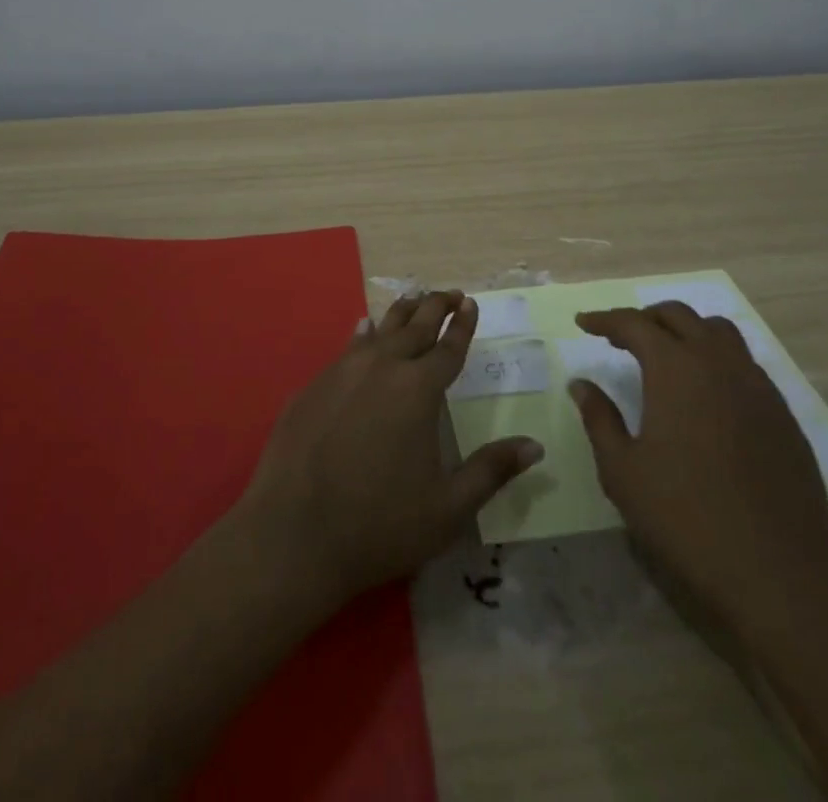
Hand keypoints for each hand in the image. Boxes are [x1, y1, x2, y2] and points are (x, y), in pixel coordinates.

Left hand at [234, 291, 544, 610]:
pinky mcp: (314, 384)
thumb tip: (534, 445)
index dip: (463, 325)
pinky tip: (365, 327)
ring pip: (380, 329)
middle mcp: (383, 368)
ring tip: (415, 300)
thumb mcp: (448, 508)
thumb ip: (492, 471)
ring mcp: (343, 371)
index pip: (448, 348)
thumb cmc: (379, 525)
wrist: (293, 533)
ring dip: (402, 313)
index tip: (471, 303)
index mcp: (418, 391)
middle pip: (415, 327)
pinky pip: (348, 347)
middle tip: (450, 293)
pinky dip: (365, 333)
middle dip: (436, 306)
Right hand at [569, 303, 827, 626]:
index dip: (605, 319)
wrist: (780, 571)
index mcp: (675, 369)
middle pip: (679, 316)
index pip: (634, 324)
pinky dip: (716, 360)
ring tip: (666, 356)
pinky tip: (706, 395)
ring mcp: (757, 386)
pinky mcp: (782, 414)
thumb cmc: (686, 517)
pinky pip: (745, 364)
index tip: (583, 323)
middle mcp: (718, 363)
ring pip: (719, 333)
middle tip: (620, 337)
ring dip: (686, 331)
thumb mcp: (623, 471)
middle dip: (646, 318)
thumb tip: (581, 385)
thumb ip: (599, 419)